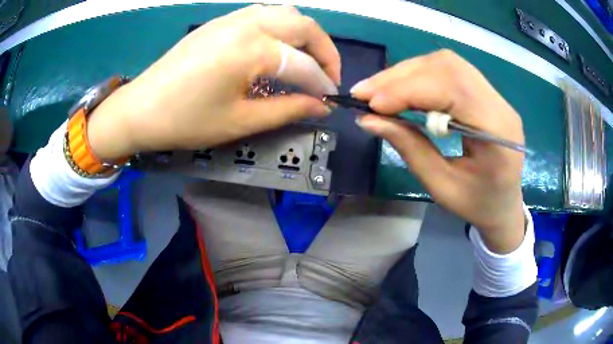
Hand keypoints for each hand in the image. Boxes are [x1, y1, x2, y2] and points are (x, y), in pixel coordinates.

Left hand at [87, 5, 339, 159]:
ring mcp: (232, 18)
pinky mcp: (221, 21)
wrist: (141, 108)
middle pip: (304, 26)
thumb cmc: (186, 121)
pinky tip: (278, 47)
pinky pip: (264, 13)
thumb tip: (320, 107)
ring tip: (306, 60)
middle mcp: (247, 24)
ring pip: (286, 13)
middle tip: (327, 77)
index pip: (303, 65)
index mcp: (252, 49)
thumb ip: (287, 110)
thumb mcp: (240, 121)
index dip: (322, 85)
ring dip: (304, 34)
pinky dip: (282, 27)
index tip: (330, 102)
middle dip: (325, 51)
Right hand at [352, 50, 524, 253]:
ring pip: (447, 64)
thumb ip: (409, 149)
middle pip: (448, 67)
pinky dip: (419, 75)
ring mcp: (495, 95)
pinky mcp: (485, 92)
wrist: (505, 204)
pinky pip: (449, 71)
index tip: (371, 104)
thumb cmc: (477, 204)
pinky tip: (401, 89)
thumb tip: (368, 119)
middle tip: (365, 92)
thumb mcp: (441, 187)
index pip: (452, 90)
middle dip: (401, 76)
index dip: (408, 90)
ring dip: (407, 72)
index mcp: (498, 133)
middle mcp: (500, 104)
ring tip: (378, 90)